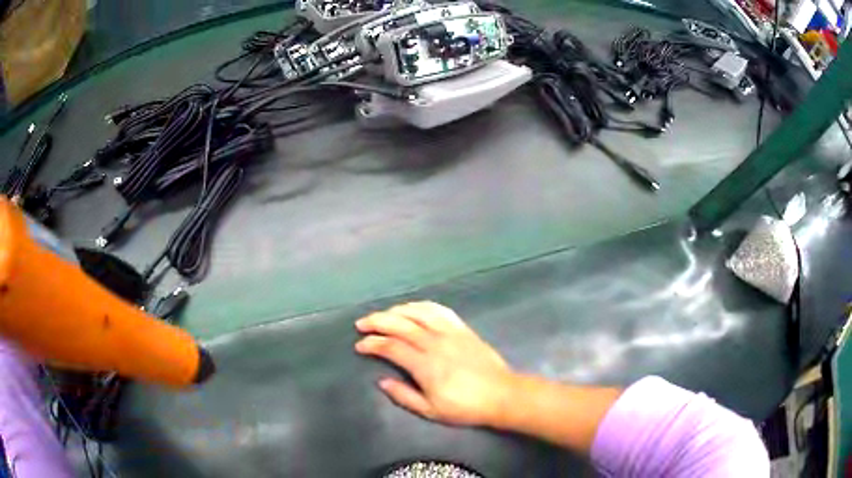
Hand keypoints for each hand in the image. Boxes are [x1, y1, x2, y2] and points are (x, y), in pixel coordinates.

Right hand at [354, 301, 516, 426]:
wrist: (501, 395)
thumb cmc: (465, 407)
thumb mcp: (431, 410)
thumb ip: (403, 395)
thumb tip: (381, 381)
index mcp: (425, 365)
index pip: (391, 347)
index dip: (372, 344)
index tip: (360, 345)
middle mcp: (435, 343)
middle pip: (400, 324)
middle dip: (377, 321)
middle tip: (361, 324)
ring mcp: (450, 332)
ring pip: (418, 313)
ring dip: (397, 310)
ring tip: (383, 315)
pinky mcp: (462, 328)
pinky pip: (439, 310)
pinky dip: (422, 306)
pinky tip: (413, 308)